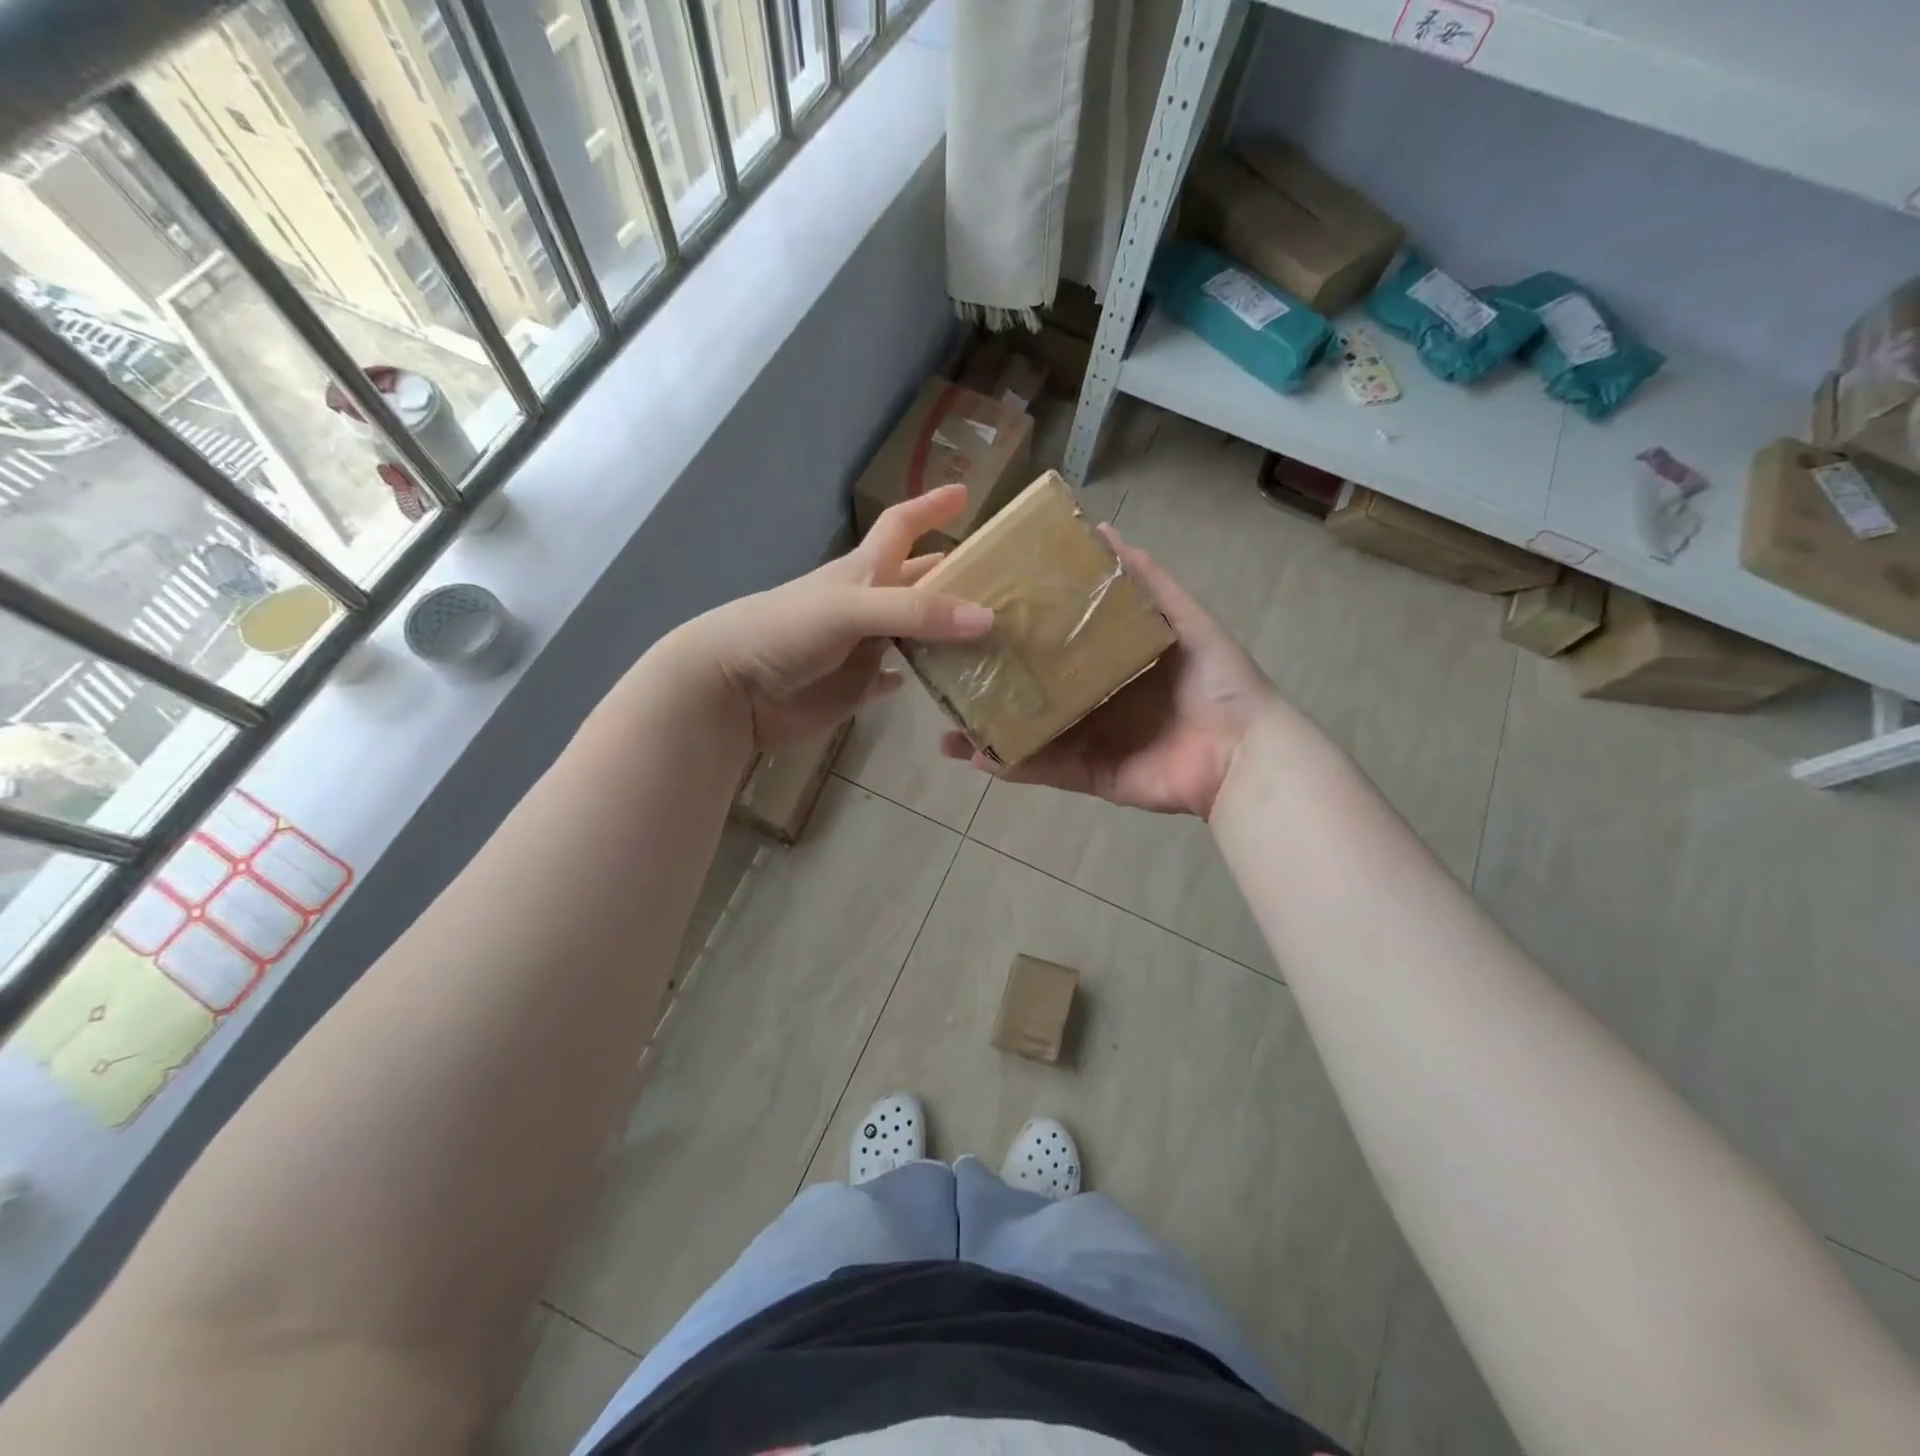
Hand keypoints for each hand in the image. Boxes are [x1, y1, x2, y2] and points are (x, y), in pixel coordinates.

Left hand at [674, 483, 993, 750]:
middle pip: (915, 582)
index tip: (965, 492)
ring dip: (942, 633)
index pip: (901, 526)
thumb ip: (915, 611)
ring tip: (988, 636)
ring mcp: (859, 649)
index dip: (930, 506)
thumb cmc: (785, 631)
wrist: (731, 688)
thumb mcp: (851, 608)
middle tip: (998, 580)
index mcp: (863, 572)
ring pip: (911, 635)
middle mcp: (866, 606)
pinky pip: (888, 680)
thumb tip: (987, 618)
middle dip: (951, 576)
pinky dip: (911, 678)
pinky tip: (935, 683)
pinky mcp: (852, 688)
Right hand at [940, 525, 1277, 818]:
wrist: (1240, 751)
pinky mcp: (1088, 775)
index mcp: (1110, 664)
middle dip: (994, 687)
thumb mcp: (1183, 619)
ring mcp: (1087, 741)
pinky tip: (974, 754)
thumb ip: (1145, 582)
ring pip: (1028, 734)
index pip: (1055, 647)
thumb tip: (1103, 532)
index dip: (1021, 636)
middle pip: (1034, 692)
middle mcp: (1093, 701)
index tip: (980, 620)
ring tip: (947, 727)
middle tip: (950, 675)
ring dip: (989, 731)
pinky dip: (1009, 764)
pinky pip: (1043, 769)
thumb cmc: (1215, 681)